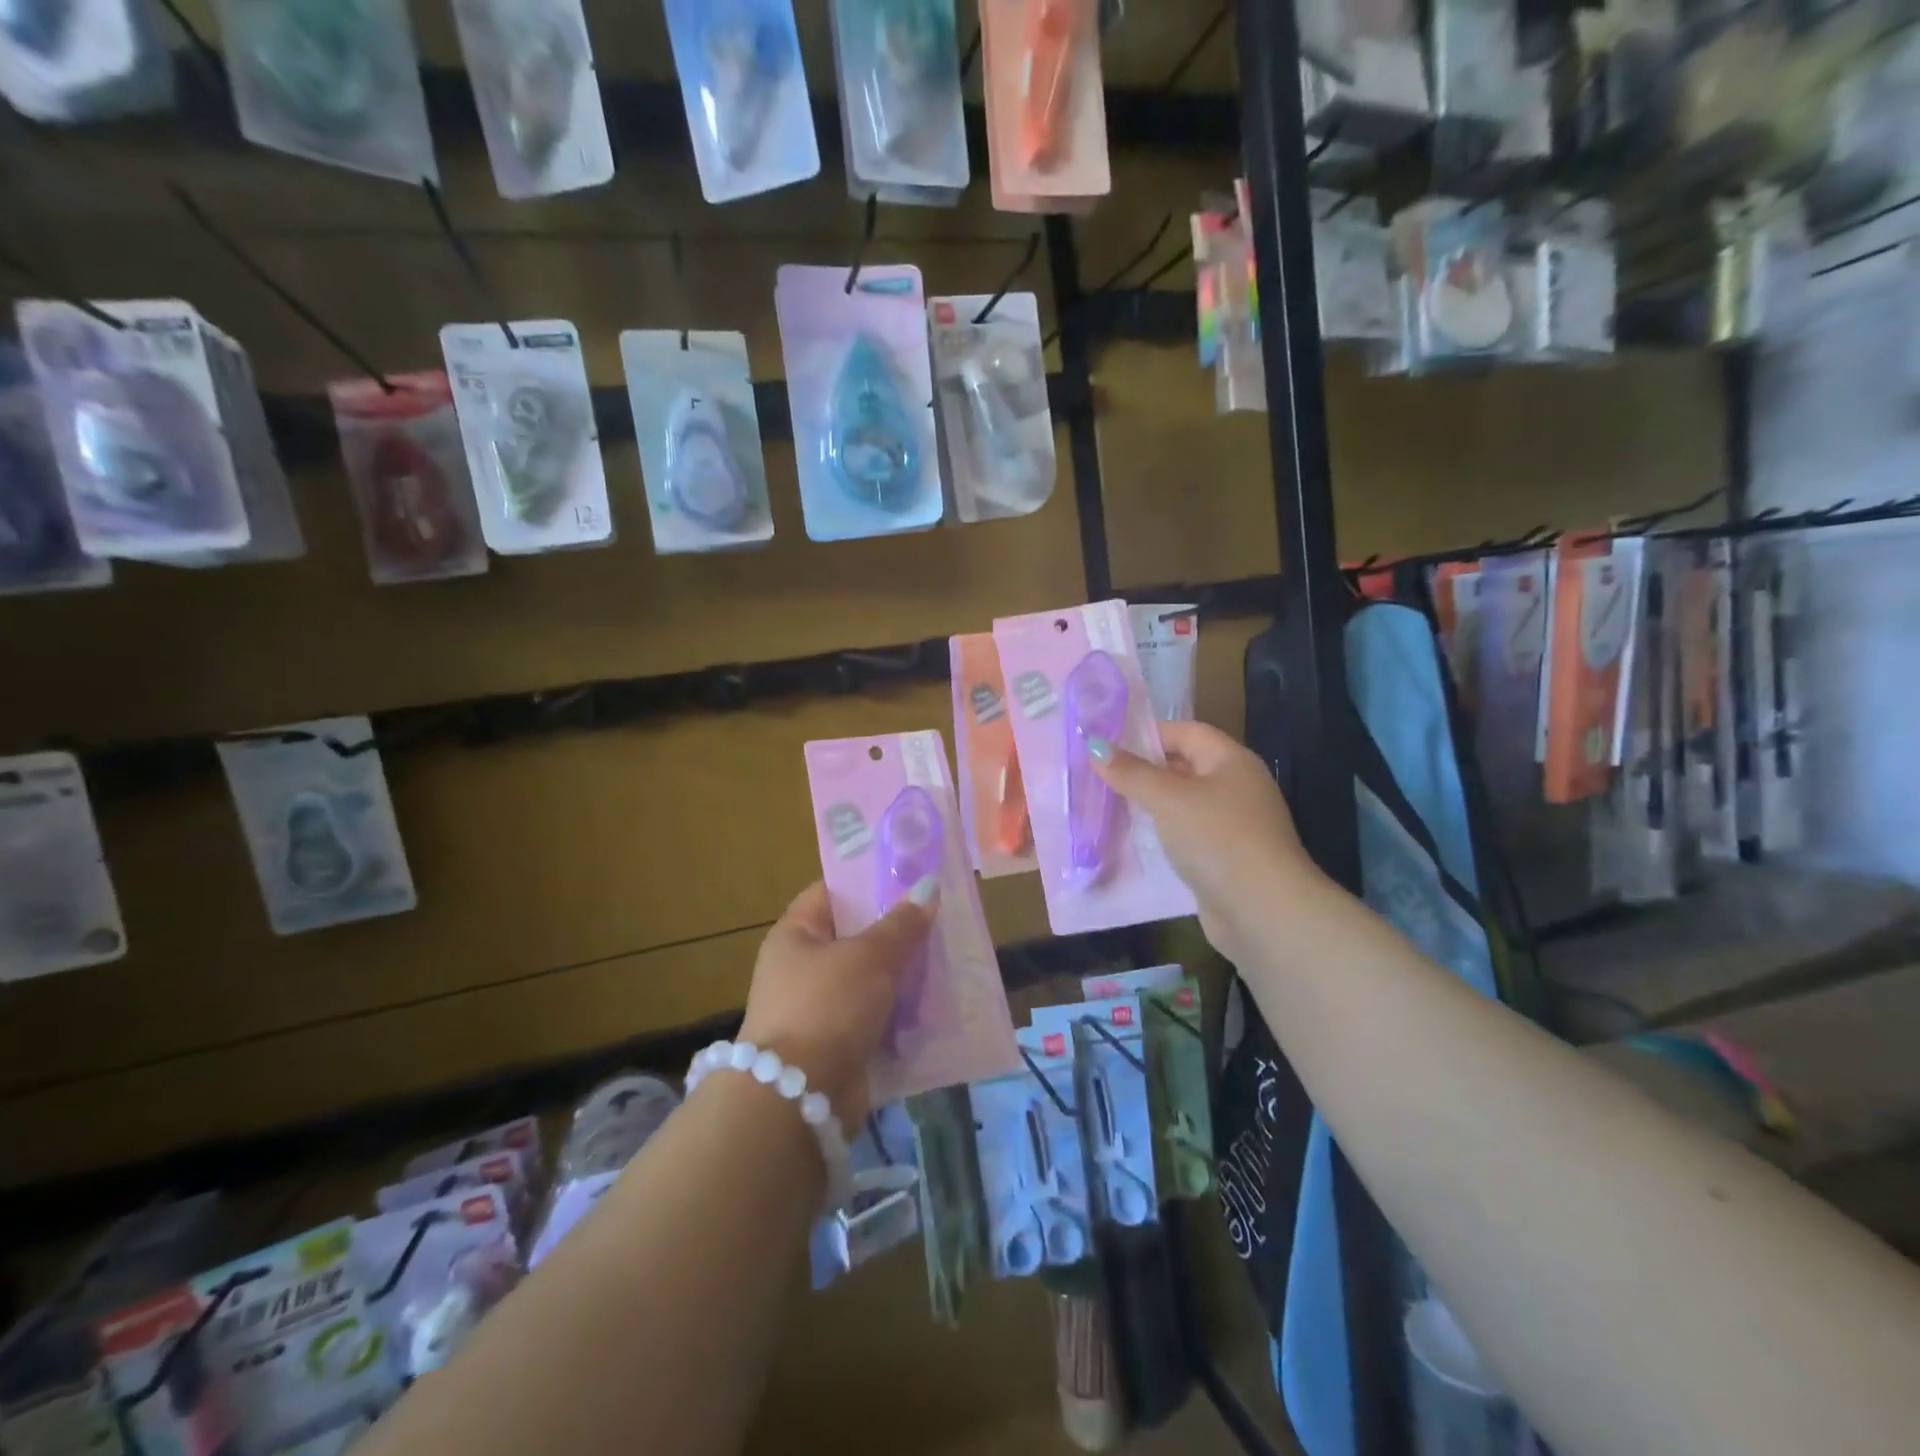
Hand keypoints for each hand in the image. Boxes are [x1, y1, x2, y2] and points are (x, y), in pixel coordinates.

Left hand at [738, 880, 936, 1124]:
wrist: (798, 1100)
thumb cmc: (827, 1007)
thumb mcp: (869, 957)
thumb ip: (901, 924)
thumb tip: (928, 887)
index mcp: (796, 935)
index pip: (832, 893)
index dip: (869, 881)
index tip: (911, 876)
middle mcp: (803, 968)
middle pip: (856, 937)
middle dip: (897, 931)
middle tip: (941, 918)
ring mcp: (820, 1009)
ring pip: (871, 980)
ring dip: (905, 975)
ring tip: (948, 957)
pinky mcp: (839, 1046)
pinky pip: (877, 1018)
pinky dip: (902, 1013)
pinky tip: (937, 1003)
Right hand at [1092, 721, 1321, 964]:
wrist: (1263, 911)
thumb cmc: (1216, 839)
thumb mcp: (1168, 799)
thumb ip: (1131, 772)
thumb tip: (1095, 745)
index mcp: (1231, 761)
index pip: (1186, 732)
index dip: (1147, 734)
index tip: (1107, 744)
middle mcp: (1236, 787)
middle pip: (1184, 767)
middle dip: (1144, 770)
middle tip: (1099, 775)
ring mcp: (1233, 825)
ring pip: (1183, 804)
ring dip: (1150, 805)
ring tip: (1108, 806)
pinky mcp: (1225, 858)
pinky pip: (1186, 836)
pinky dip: (1162, 835)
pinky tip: (1133, 842)